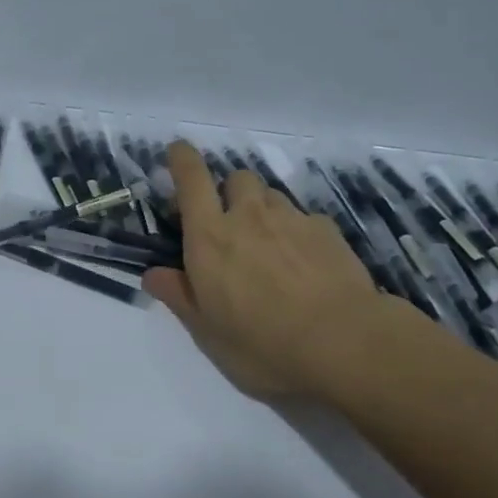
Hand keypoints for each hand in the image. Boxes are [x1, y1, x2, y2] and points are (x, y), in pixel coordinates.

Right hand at [143, 142, 385, 403]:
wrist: (344, 343)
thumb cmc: (264, 345)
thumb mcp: (209, 333)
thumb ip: (180, 296)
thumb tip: (153, 274)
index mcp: (210, 237)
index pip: (191, 180)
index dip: (182, 160)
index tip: (178, 152)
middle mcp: (249, 216)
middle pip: (236, 178)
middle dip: (228, 192)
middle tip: (230, 225)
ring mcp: (292, 219)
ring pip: (271, 195)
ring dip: (263, 210)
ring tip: (269, 247)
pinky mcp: (327, 230)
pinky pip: (304, 218)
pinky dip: (297, 231)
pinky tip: (306, 263)